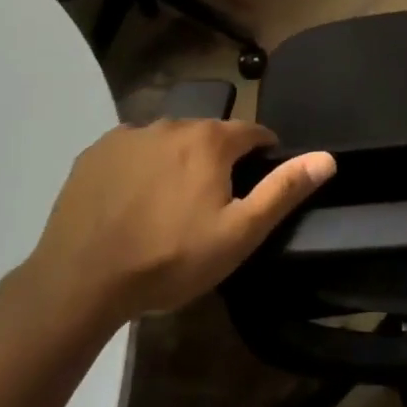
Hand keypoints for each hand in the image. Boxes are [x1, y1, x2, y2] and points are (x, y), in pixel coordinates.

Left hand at [25, 119, 334, 326]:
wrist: (80, 282)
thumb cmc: (169, 259)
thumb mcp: (239, 233)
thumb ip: (283, 190)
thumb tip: (327, 157)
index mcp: (209, 140)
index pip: (252, 132)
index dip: (262, 154)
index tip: (257, 183)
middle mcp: (171, 124)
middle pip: (209, 135)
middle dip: (218, 160)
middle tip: (211, 204)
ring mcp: (128, 136)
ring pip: (169, 141)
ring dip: (178, 161)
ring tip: (169, 206)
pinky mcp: (95, 153)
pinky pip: (132, 151)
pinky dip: (141, 167)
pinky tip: (132, 202)